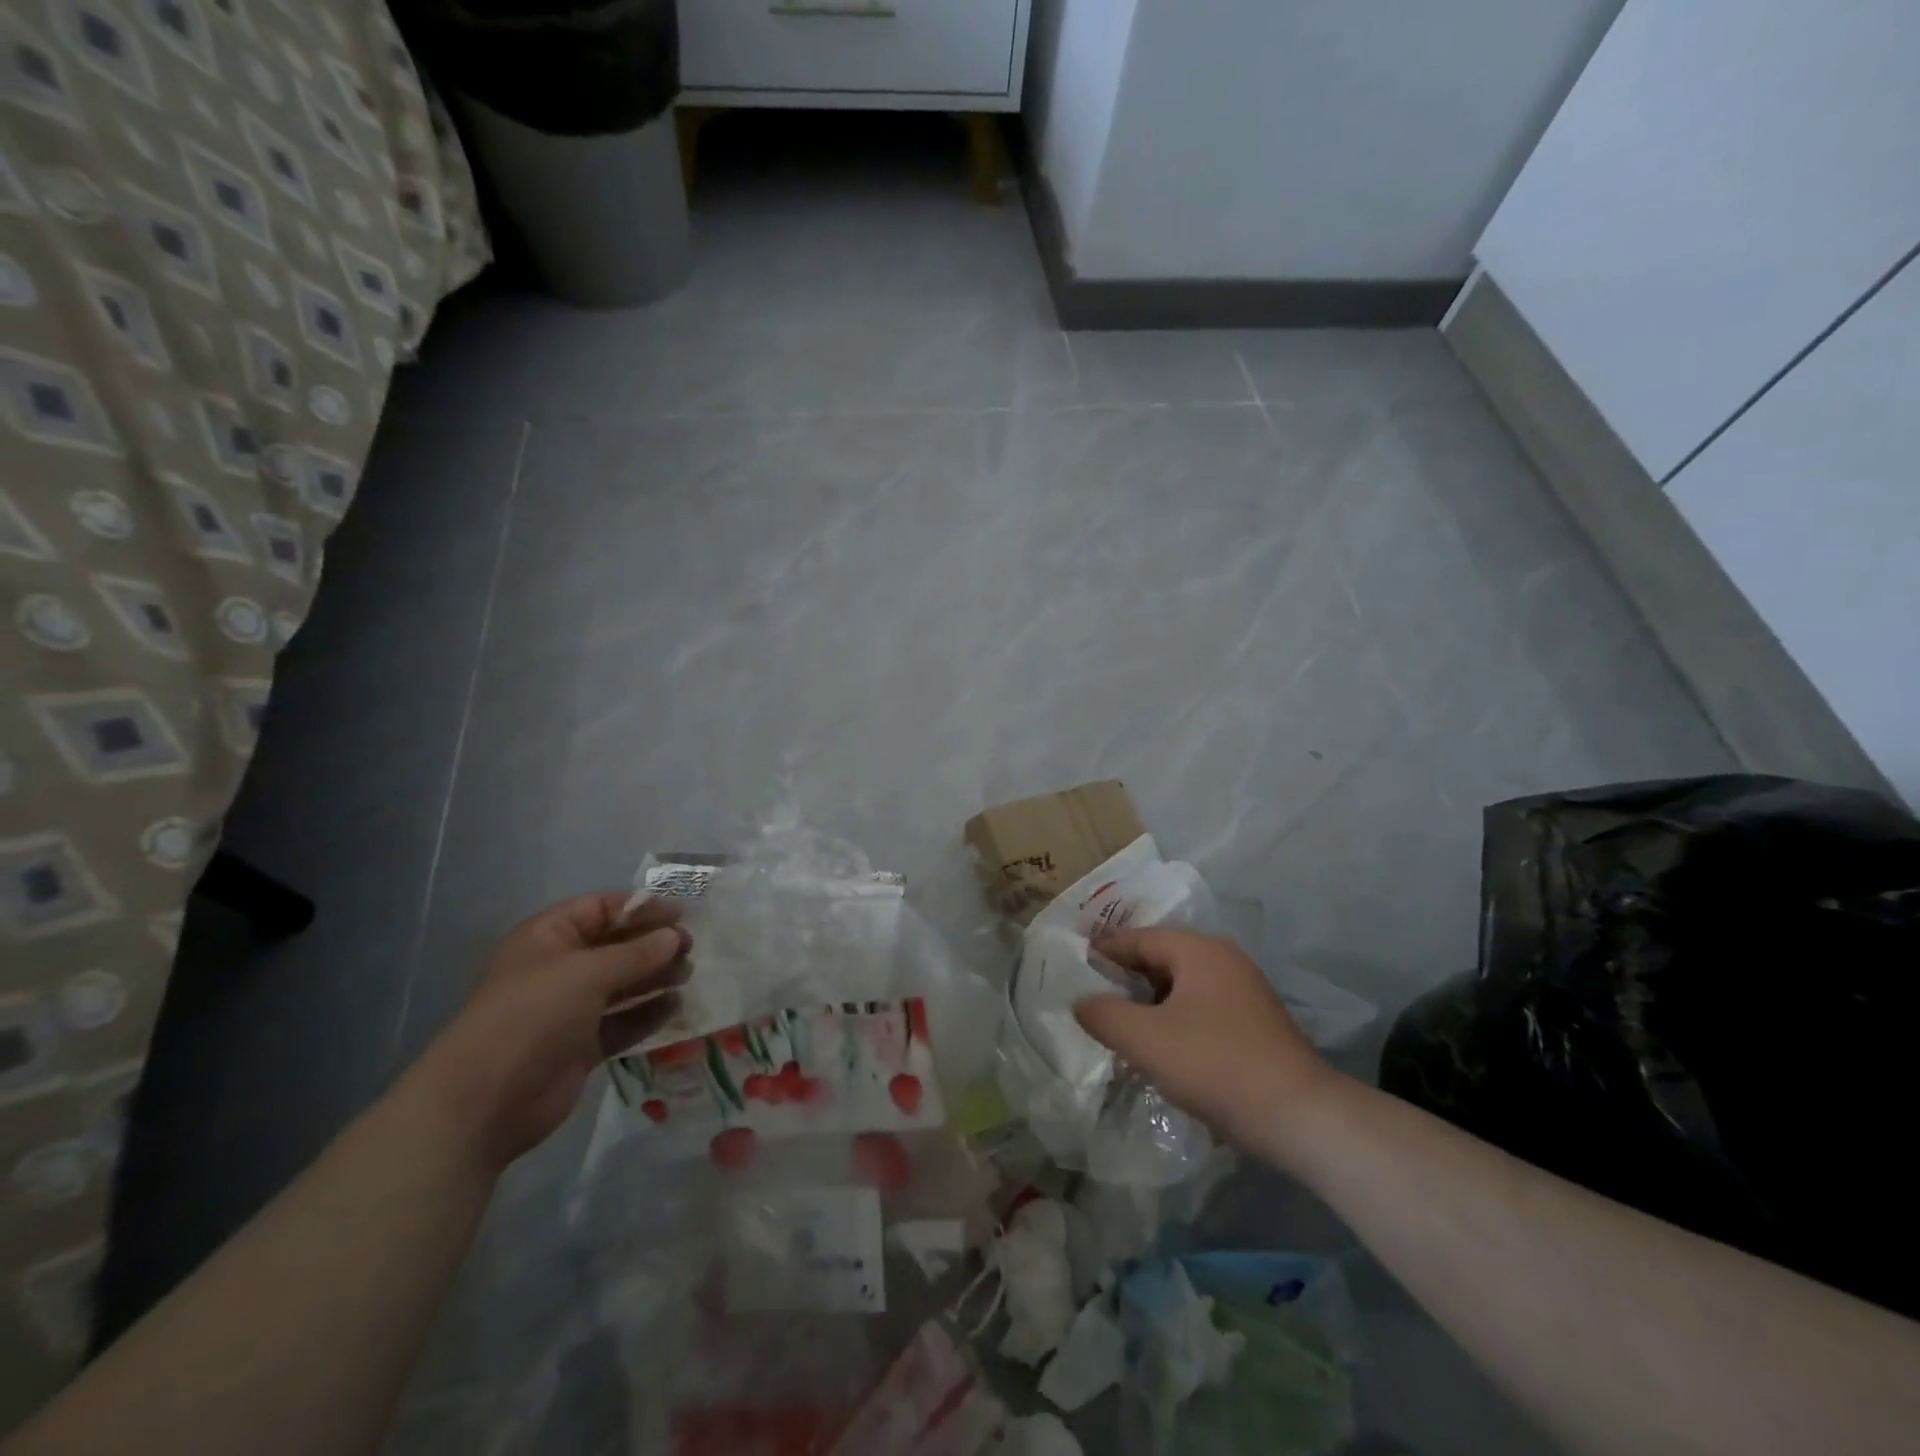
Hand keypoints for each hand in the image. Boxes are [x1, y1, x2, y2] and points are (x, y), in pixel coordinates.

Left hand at [413, 893, 691, 1171]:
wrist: (485, 1101)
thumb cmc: (532, 1015)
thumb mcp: (587, 973)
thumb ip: (636, 953)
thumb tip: (675, 937)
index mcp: (548, 938)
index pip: (600, 909)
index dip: (640, 908)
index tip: (680, 916)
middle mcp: (559, 969)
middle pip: (615, 946)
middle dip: (653, 945)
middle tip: (690, 949)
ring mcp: (570, 1009)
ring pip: (622, 984)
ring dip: (655, 978)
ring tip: (688, 976)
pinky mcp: (582, 1046)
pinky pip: (622, 1021)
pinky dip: (648, 1013)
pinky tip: (675, 1007)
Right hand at [1074, 928, 1333, 1156]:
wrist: (1300, 1117)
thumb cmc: (1214, 1065)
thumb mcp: (1145, 1039)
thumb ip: (1103, 1014)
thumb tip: (1081, 1001)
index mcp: (1198, 950)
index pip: (1138, 938)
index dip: (1103, 952)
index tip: (1073, 970)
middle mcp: (1224, 959)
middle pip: (1161, 959)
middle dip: (1125, 978)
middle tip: (1091, 999)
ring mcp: (1244, 991)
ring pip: (1181, 986)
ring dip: (1149, 1003)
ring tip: (1120, 1027)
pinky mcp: (1255, 1023)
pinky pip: (1201, 1008)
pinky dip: (1174, 1020)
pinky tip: (1161, 1049)